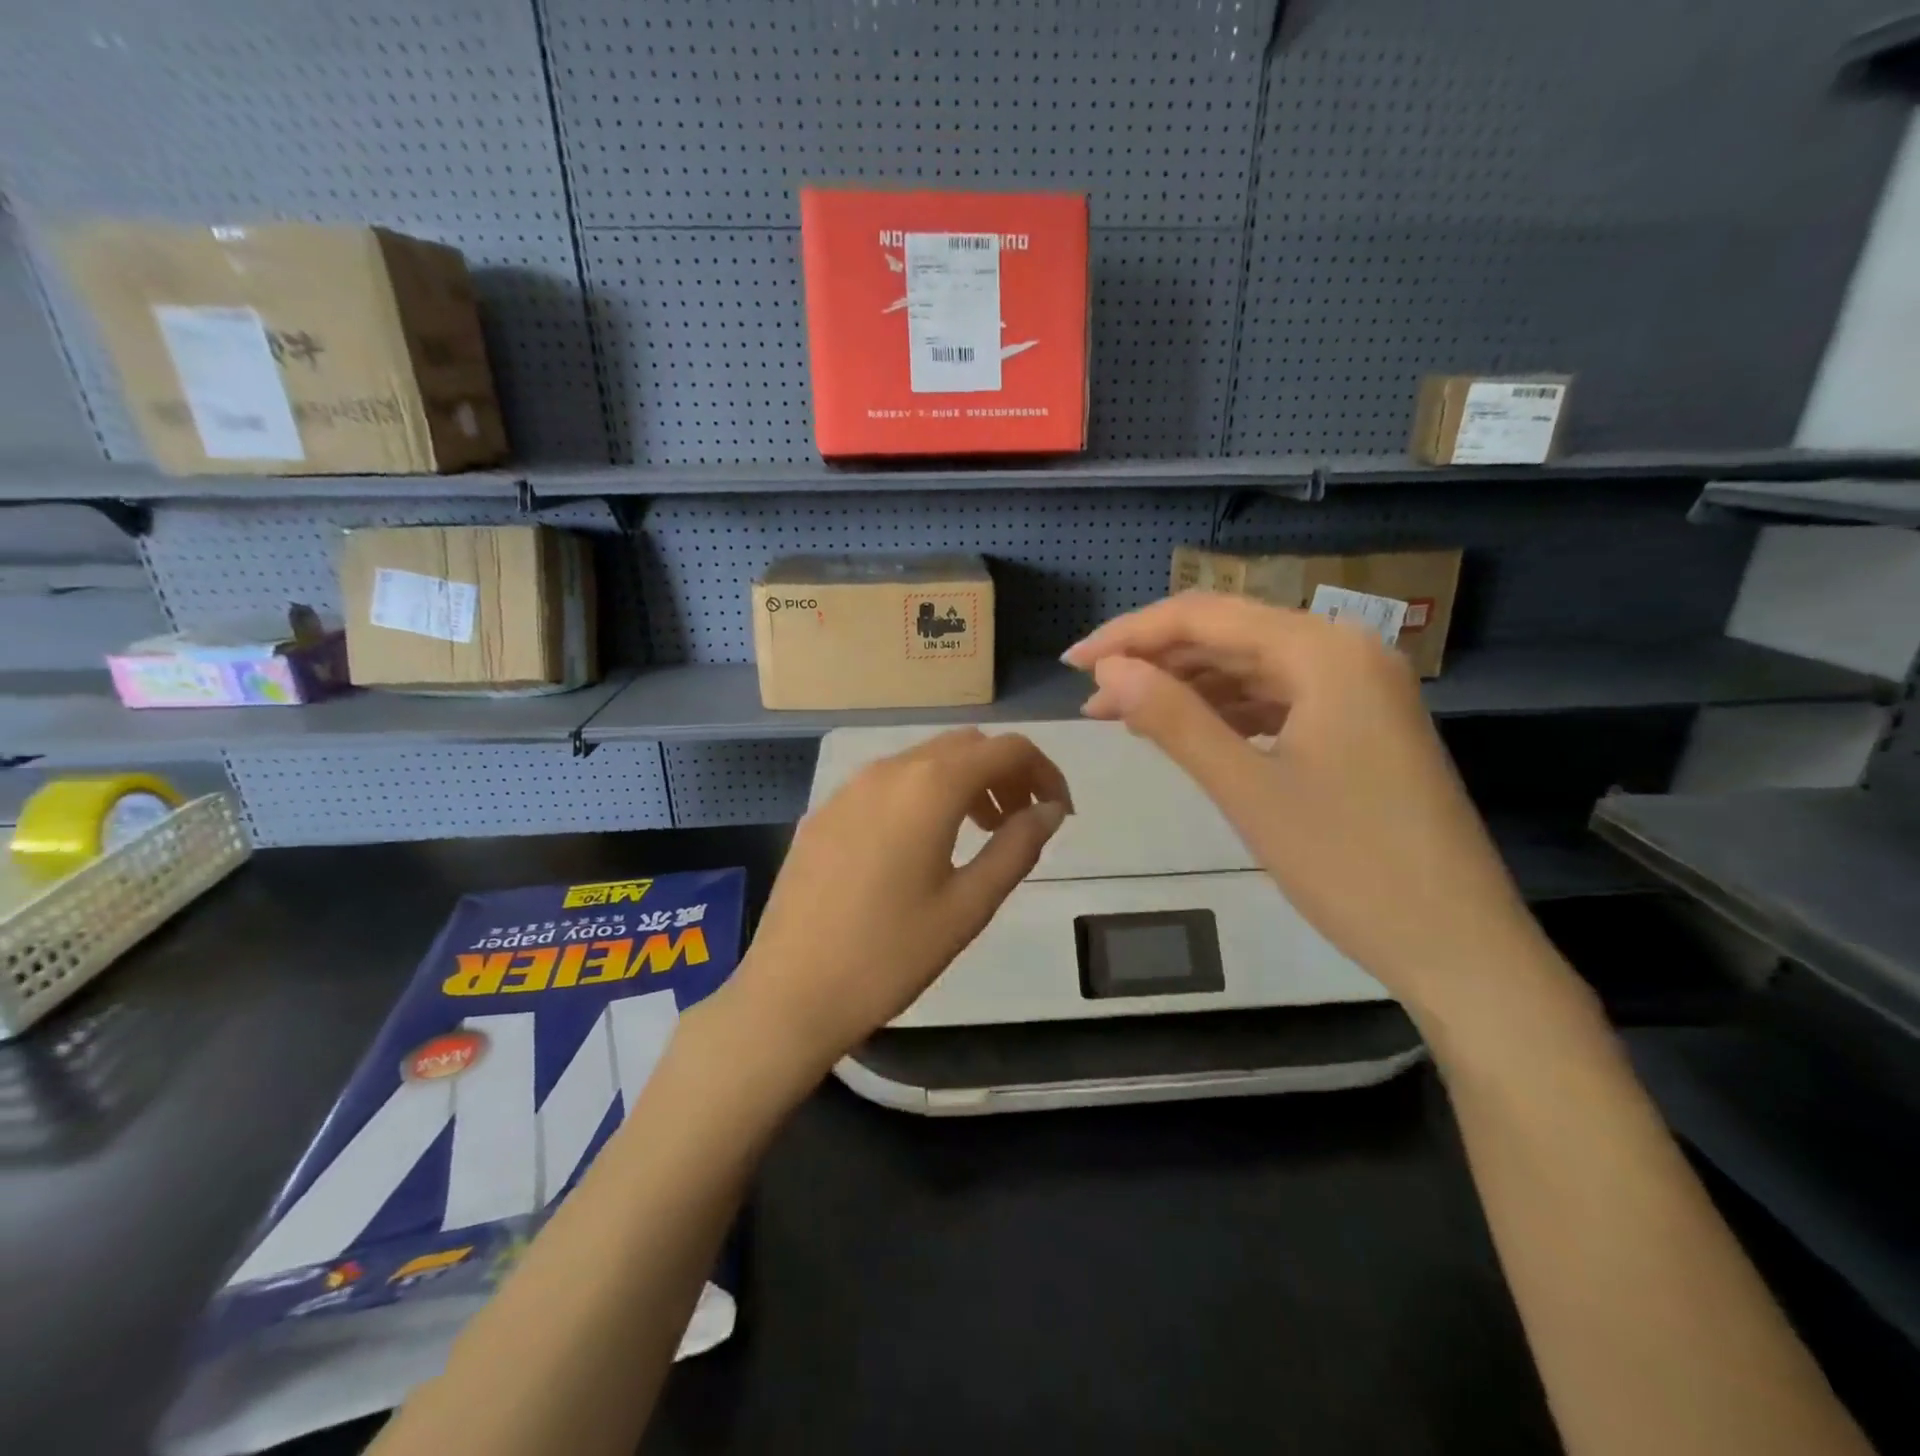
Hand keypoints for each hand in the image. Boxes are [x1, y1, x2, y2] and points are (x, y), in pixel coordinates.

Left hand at [722, 727, 1070, 1078]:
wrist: (790, 992)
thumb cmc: (890, 954)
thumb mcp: (968, 905)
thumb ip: (1017, 847)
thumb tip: (1051, 810)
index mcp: (929, 786)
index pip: (1006, 748)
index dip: (1044, 771)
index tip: (1060, 812)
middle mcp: (888, 770)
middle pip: (965, 746)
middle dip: (1005, 773)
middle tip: (1021, 823)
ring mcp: (849, 788)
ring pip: (924, 760)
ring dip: (964, 782)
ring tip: (980, 833)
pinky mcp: (824, 812)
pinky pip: (888, 782)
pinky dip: (923, 794)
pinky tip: (921, 845)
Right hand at [1064, 593, 1549, 1017]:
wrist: (1458, 945)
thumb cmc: (1350, 865)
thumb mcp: (1246, 789)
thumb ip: (1173, 719)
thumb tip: (1106, 671)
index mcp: (1324, 651)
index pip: (1205, 616)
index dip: (1130, 634)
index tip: (1073, 664)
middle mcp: (1345, 651)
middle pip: (1228, 634)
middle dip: (1154, 660)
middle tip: (1091, 695)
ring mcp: (1358, 688)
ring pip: (1251, 666)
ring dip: (1186, 686)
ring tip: (1123, 715)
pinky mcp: (1360, 724)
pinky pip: (1277, 698)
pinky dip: (1226, 710)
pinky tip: (1187, 731)